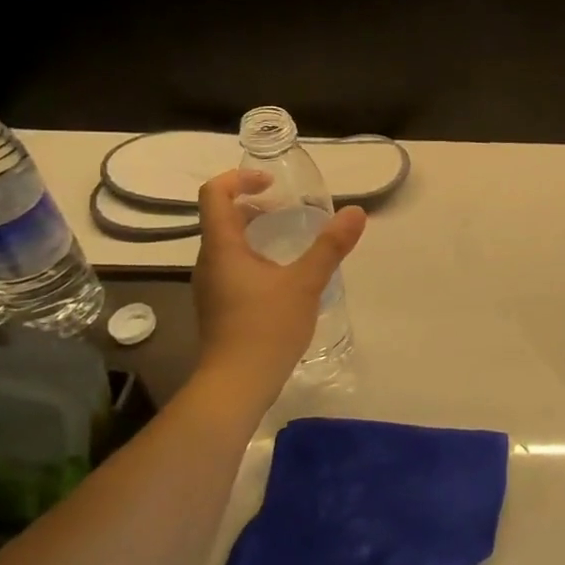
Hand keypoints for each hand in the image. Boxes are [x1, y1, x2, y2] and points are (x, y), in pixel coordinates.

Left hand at [191, 170, 366, 392]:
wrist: (236, 385)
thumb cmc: (266, 327)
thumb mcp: (306, 282)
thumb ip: (330, 246)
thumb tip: (355, 212)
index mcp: (222, 248)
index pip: (215, 194)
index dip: (239, 179)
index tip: (272, 184)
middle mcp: (209, 262)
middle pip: (222, 218)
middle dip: (254, 206)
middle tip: (289, 209)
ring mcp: (211, 286)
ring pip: (228, 245)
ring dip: (255, 232)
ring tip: (292, 239)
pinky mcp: (219, 306)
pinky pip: (232, 267)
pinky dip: (255, 257)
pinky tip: (284, 276)